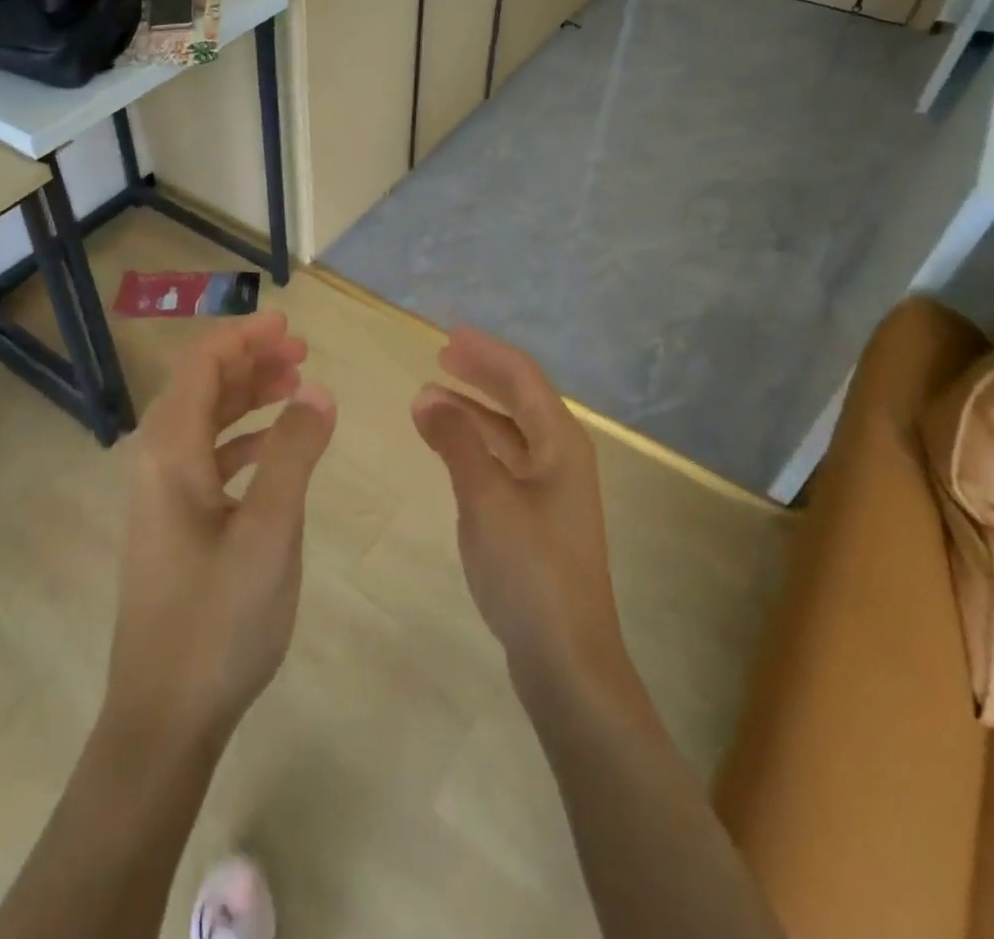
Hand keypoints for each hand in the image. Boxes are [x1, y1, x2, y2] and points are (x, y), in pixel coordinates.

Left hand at [103, 310, 335, 755]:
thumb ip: (293, 453)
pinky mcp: (175, 524)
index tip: (290, 324)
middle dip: (250, 362)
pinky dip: (244, 439)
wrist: (165, 716)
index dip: (244, 337)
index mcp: (170, 452)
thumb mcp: (270, 531)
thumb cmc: (218, 619)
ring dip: (248, 397)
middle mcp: (157, 463)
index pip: (202, 366)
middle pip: (202, 388)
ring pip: (206, 422)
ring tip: (296, 387)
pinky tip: (277, 448)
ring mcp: (163, 496)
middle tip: (302, 353)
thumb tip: (316, 390)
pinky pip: (209, 458)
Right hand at [412, 327, 637, 707]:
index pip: (522, 377)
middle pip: (520, 399)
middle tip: (441, 356)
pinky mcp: (539, 519)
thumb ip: (456, 441)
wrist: (566, 658)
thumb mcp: (485, 496)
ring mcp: (552, 490)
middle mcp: (562, 457)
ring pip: (510, 433)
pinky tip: (451, 449)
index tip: (448, 334)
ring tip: (432, 399)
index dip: (486, 351)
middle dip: (481, 375)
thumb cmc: (529, 568)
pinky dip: (476, 446)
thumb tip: (427, 396)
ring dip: (474, 412)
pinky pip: (504, 462)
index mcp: (560, 442)